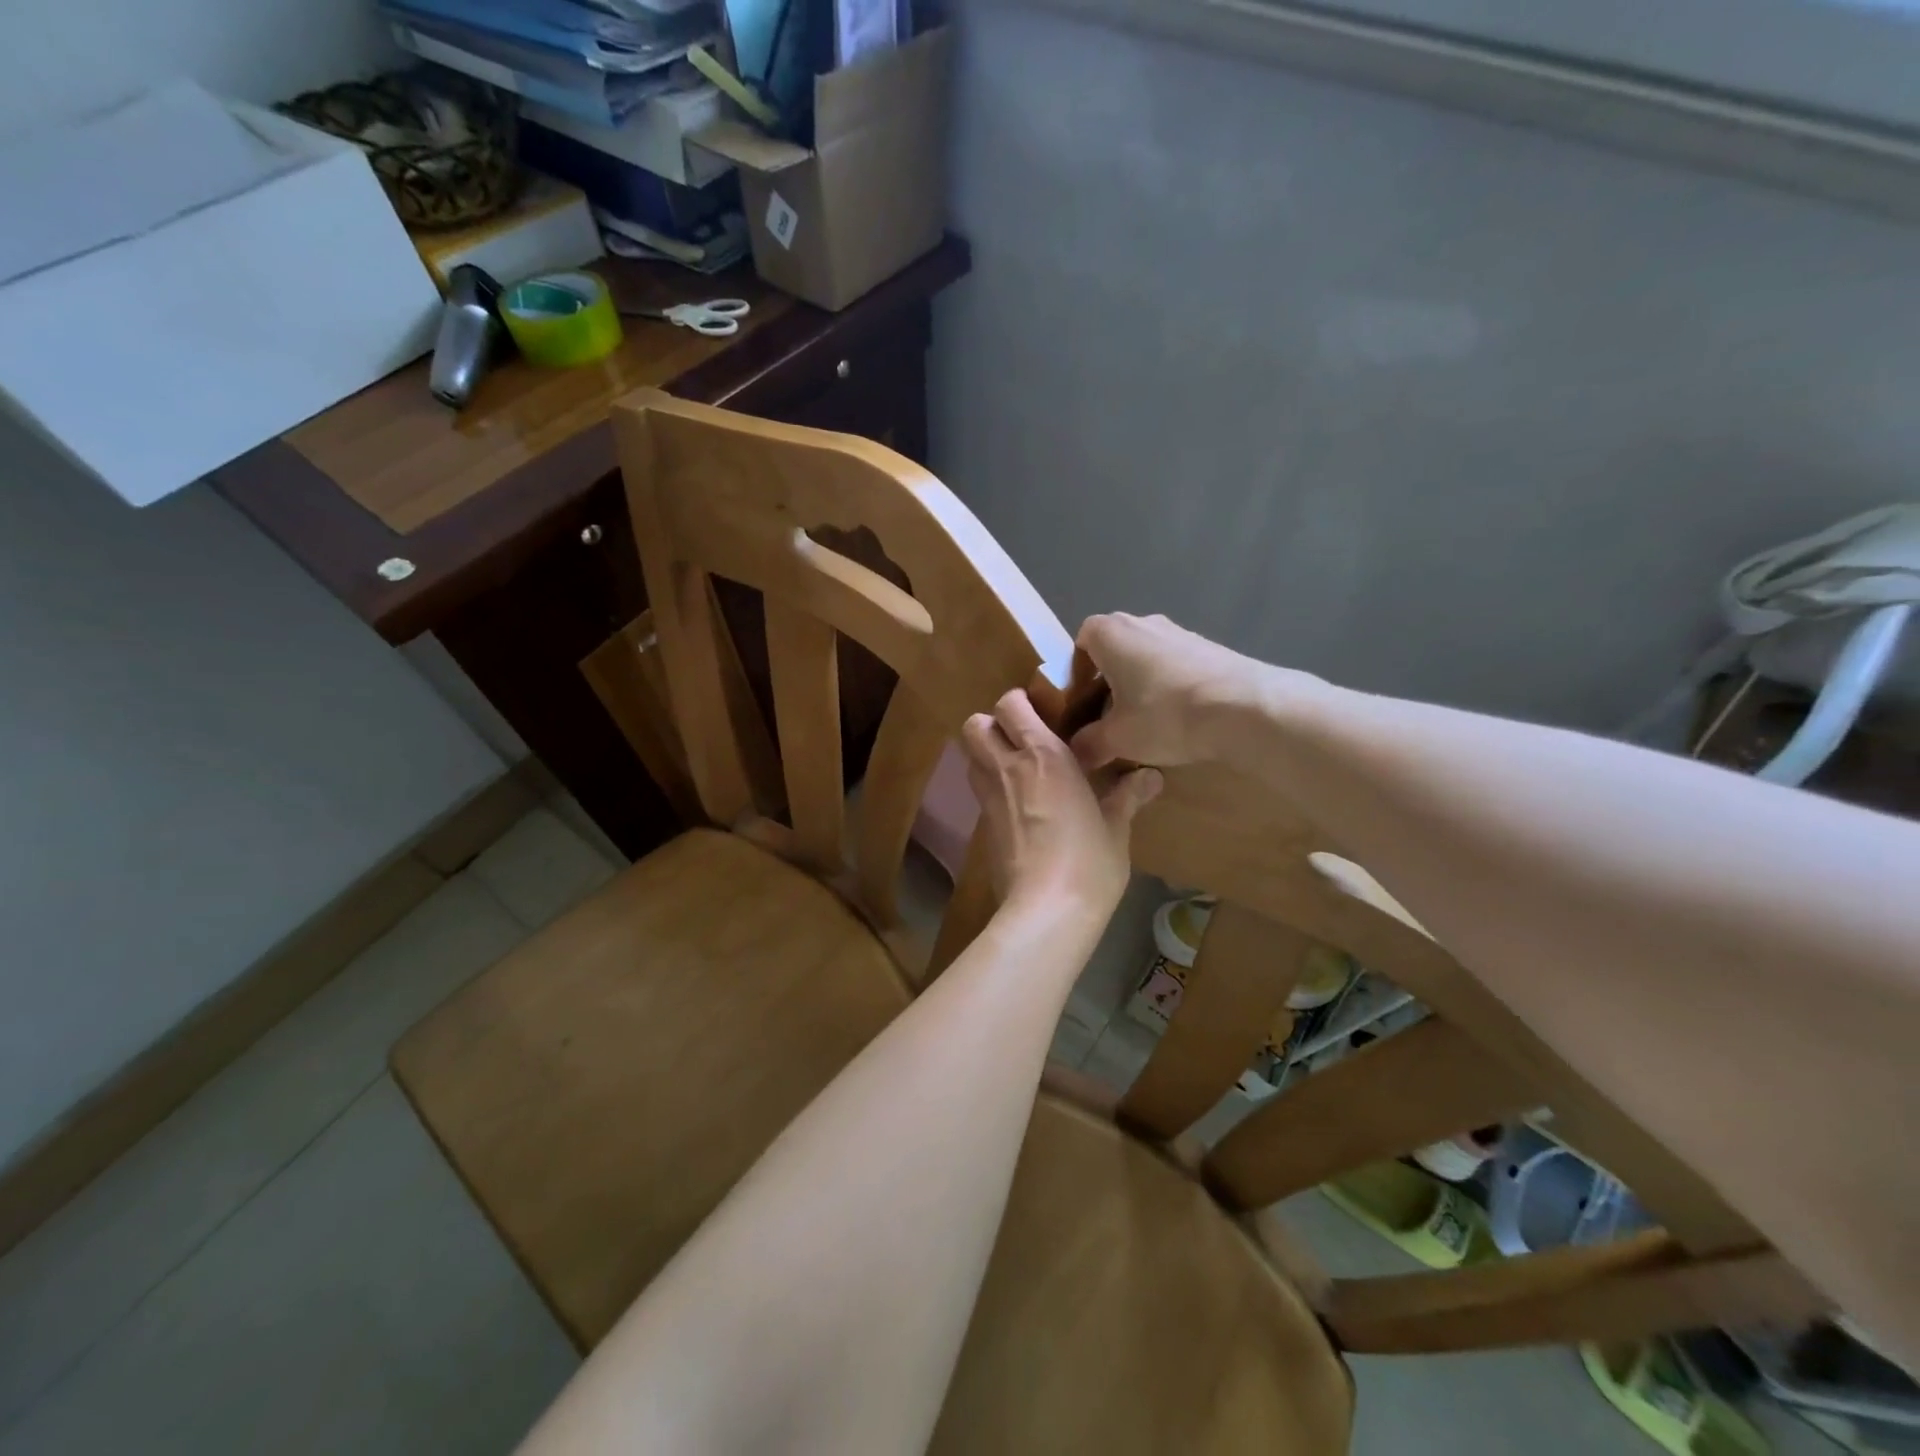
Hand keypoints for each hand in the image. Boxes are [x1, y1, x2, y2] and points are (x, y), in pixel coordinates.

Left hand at [960, 689, 1161, 916]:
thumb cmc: (1089, 861)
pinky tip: (1017, 805)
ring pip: (969, 756)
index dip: (1019, 702)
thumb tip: (1152, 776)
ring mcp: (989, 797)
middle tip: (1021, 738)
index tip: (1042, 713)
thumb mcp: (1115, 827)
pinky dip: (990, 786)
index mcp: (1043, 755)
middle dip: (991, 724)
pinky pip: (978, 790)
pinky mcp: (981, 827)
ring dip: (986, 753)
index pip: (1011, 704)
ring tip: (1017, 768)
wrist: (1047, 909)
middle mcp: (1008, 768)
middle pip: (975, 725)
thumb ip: (1128, 796)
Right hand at [1069, 613, 1263, 770]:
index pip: (1081, 640)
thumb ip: (1088, 744)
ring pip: (1146, 656)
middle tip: (1108, 716)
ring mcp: (1181, 632)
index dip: (1077, 671)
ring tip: (1145, 722)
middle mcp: (1143, 622)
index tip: (1081, 702)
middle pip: (1115, 648)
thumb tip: (1075, 754)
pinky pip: (1176, 665)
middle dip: (1108, 680)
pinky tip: (1178, 719)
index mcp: (1111, 633)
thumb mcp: (1117, 739)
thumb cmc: (1165, 714)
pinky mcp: (1210, 648)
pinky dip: (1169, 687)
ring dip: (1140, 684)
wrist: (1245, 708)